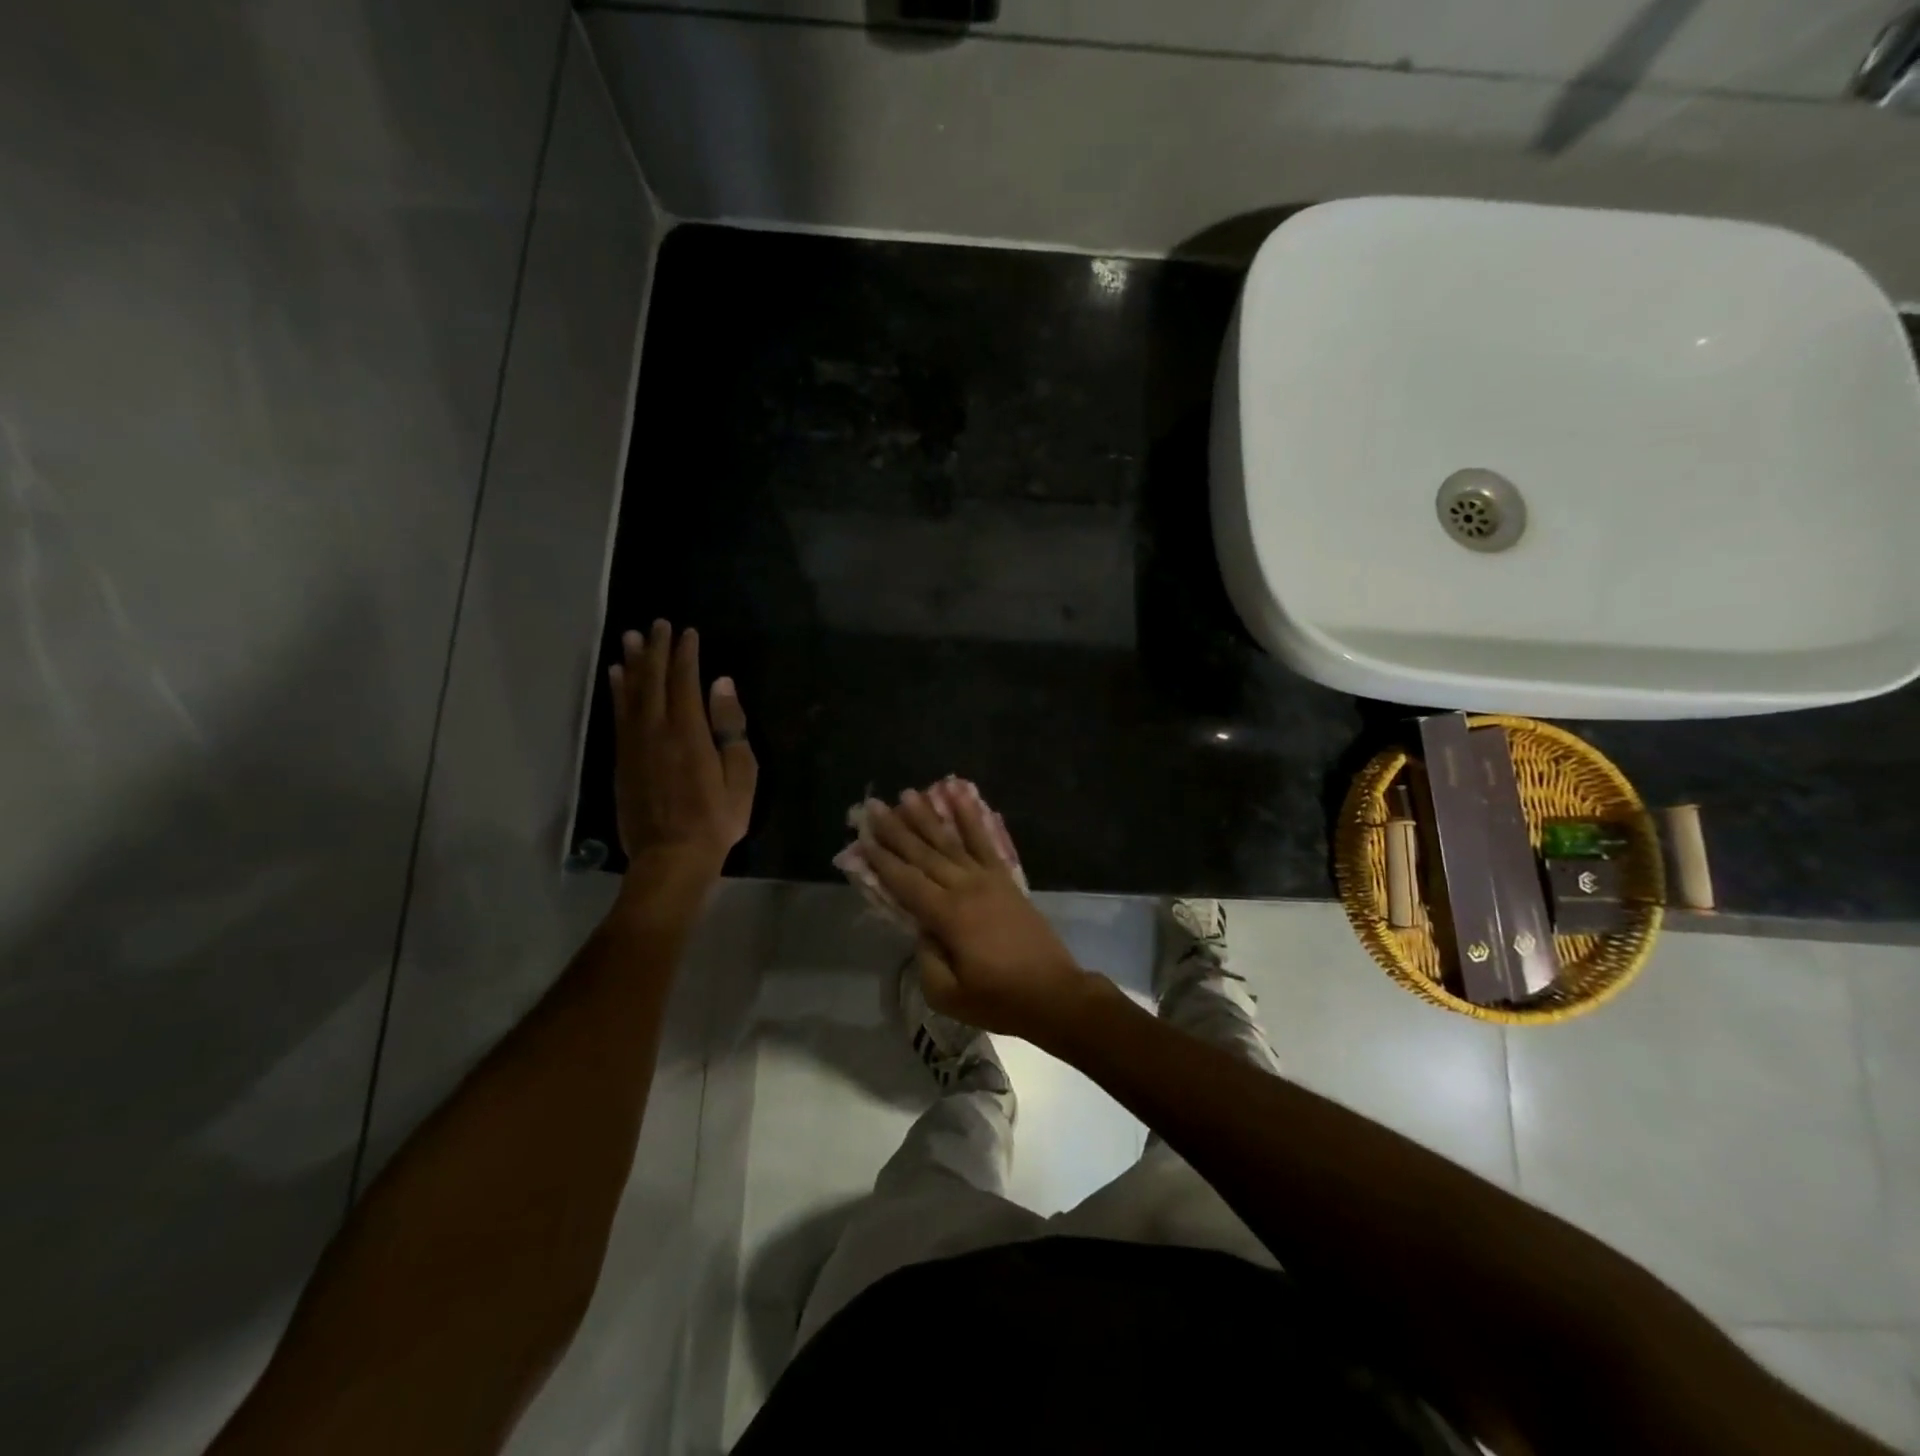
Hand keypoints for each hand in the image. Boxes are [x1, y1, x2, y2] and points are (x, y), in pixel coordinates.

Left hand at [608, 621, 756, 881]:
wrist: (671, 858)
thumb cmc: (716, 819)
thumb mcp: (741, 776)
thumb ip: (730, 726)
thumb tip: (722, 684)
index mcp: (689, 732)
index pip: (685, 681)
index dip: (686, 654)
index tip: (687, 632)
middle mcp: (656, 730)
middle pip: (654, 681)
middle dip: (657, 650)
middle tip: (657, 623)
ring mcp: (635, 745)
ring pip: (631, 694)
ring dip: (632, 663)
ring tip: (631, 638)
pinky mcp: (622, 760)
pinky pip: (618, 716)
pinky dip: (617, 692)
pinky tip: (617, 677)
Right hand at [859, 784, 1092, 1043]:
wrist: (1054, 994)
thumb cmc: (998, 1000)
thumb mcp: (947, 994)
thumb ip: (925, 958)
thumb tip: (920, 929)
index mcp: (948, 916)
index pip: (906, 881)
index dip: (882, 859)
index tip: (863, 837)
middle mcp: (965, 888)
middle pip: (924, 854)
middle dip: (896, 829)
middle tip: (874, 806)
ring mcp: (989, 879)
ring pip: (951, 841)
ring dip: (928, 817)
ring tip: (908, 795)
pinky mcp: (1006, 878)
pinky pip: (984, 841)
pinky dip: (971, 817)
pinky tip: (961, 796)